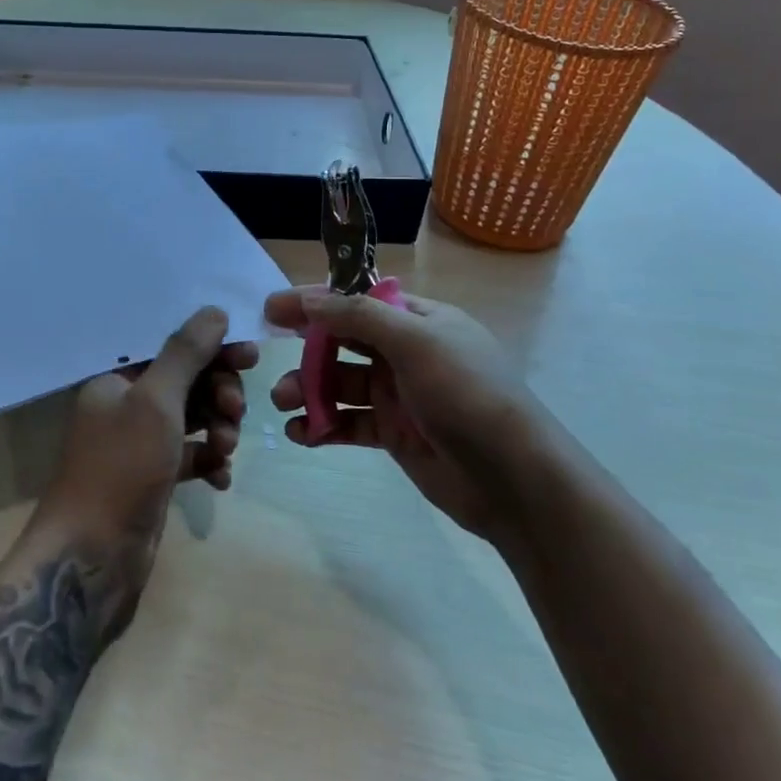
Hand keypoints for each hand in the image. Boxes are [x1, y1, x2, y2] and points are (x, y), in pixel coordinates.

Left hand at [38, 307, 256, 557]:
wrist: (91, 557)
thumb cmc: (121, 467)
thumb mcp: (156, 402)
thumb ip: (186, 353)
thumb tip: (214, 310)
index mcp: (116, 379)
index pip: (171, 348)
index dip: (212, 349)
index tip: (250, 356)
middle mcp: (125, 406)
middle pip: (186, 382)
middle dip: (218, 393)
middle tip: (235, 410)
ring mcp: (139, 444)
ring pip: (192, 419)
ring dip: (217, 428)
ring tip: (226, 449)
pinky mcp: (152, 479)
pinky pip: (190, 456)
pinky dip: (209, 461)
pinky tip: (222, 478)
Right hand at [265, 288, 553, 541]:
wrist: (514, 480)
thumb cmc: (467, 394)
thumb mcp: (416, 342)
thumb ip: (360, 318)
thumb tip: (311, 300)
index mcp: (420, 320)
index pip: (358, 301)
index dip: (315, 301)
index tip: (273, 308)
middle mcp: (407, 352)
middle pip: (344, 342)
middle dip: (306, 349)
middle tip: (266, 356)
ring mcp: (400, 395)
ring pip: (341, 384)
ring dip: (309, 389)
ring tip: (284, 403)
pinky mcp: (394, 434)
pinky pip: (349, 423)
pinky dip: (324, 426)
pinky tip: (302, 434)